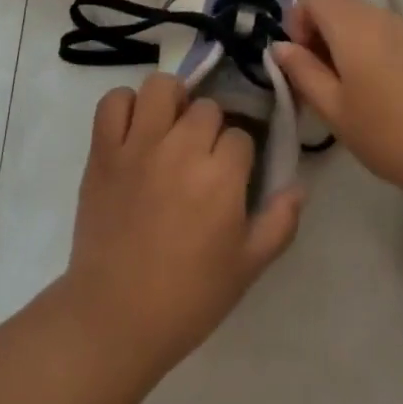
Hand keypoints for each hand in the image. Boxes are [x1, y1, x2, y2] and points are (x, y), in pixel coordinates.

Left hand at [63, 73, 303, 372]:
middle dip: (209, 128)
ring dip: (171, 101)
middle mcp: (181, 149)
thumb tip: (299, 186)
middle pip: (206, 108)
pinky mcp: (103, 150)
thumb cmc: (189, 297)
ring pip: (161, 87)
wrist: (116, 316)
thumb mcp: (248, 267)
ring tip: (169, 126)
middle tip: (200, 156)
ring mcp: (138, 145)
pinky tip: (134, 127)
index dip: (239, 154)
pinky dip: (124, 105)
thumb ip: (279, 222)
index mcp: (221, 177)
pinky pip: (113, 102)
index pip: (241, 135)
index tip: (230, 175)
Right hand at [273, 0, 402, 209]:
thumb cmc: (396, 135)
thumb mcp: (337, 112)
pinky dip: (367, 54)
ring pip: (358, 21)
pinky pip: (382, 36)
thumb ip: (303, 73)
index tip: (302, 64)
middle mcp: (378, 16)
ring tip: (347, 95)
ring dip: (342, 47)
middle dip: (317, 36)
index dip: (297, 23)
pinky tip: (379, 98)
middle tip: (319, 84)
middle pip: (335, 5)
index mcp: (352, 25)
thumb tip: (280, 47)